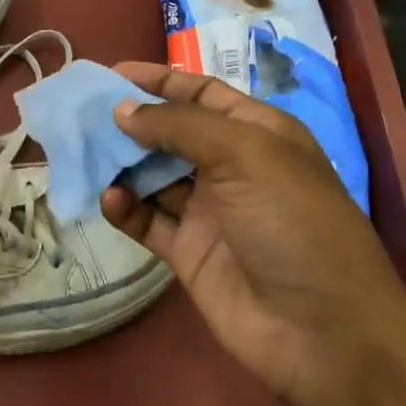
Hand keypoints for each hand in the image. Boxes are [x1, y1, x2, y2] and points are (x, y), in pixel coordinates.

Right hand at [101, 63, 405, 405]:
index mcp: (258, 134)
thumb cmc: (293, 224)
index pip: (202, 94)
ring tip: (83, 156)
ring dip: (122, 166)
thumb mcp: (246, 156)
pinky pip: (149, 222)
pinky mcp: (190, 253)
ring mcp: (210, 213)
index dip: (160, 82)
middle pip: (172, 135)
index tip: (111, 75)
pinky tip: (109, 201)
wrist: (322, 330)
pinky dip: (126, 209)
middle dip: (131, 123)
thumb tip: (123, 111)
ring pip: (154, 178)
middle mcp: (232, 168)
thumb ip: (180, 127)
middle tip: (82, 117)